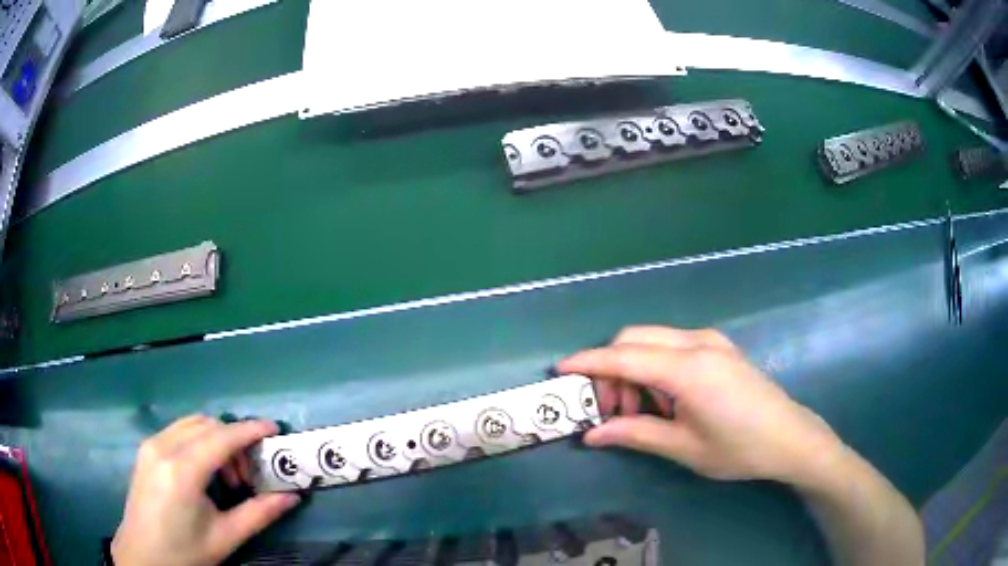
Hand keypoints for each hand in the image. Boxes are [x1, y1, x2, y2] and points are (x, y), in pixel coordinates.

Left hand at [112, 416, 300, 565]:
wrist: (143, 555)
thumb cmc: (185, 551)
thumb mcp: (225, 538)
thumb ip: (259, 513)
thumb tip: (292, 496)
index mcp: (182, 471)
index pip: (221, 437)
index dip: (250, 430)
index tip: (274, 429)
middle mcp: (163, 447)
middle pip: (207, 425)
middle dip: (234, 440)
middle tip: (249, 473)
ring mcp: (151, 445)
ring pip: (192, 424)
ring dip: (216, 440)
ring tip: (227, 477)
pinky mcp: (146, 449)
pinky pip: (178, 431)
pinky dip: (199, 441)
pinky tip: (204, 472)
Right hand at [559, 326, 842, 482]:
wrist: (789, 437)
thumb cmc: (738, 448)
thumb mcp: (683, 448)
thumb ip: (635, 434)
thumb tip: (591, 434)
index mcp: (689, 369)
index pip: (625, 356)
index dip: (589, 362)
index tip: (560, 370)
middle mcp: (697, 343)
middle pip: (635, 339)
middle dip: (610, 369)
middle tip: (609, 411)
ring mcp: (711, 342)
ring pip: (653, 341)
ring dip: (633, 370)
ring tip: (638, 413)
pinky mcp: (718, 348)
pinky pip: (672, 347)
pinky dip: (654, 368)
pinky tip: (664, 400)